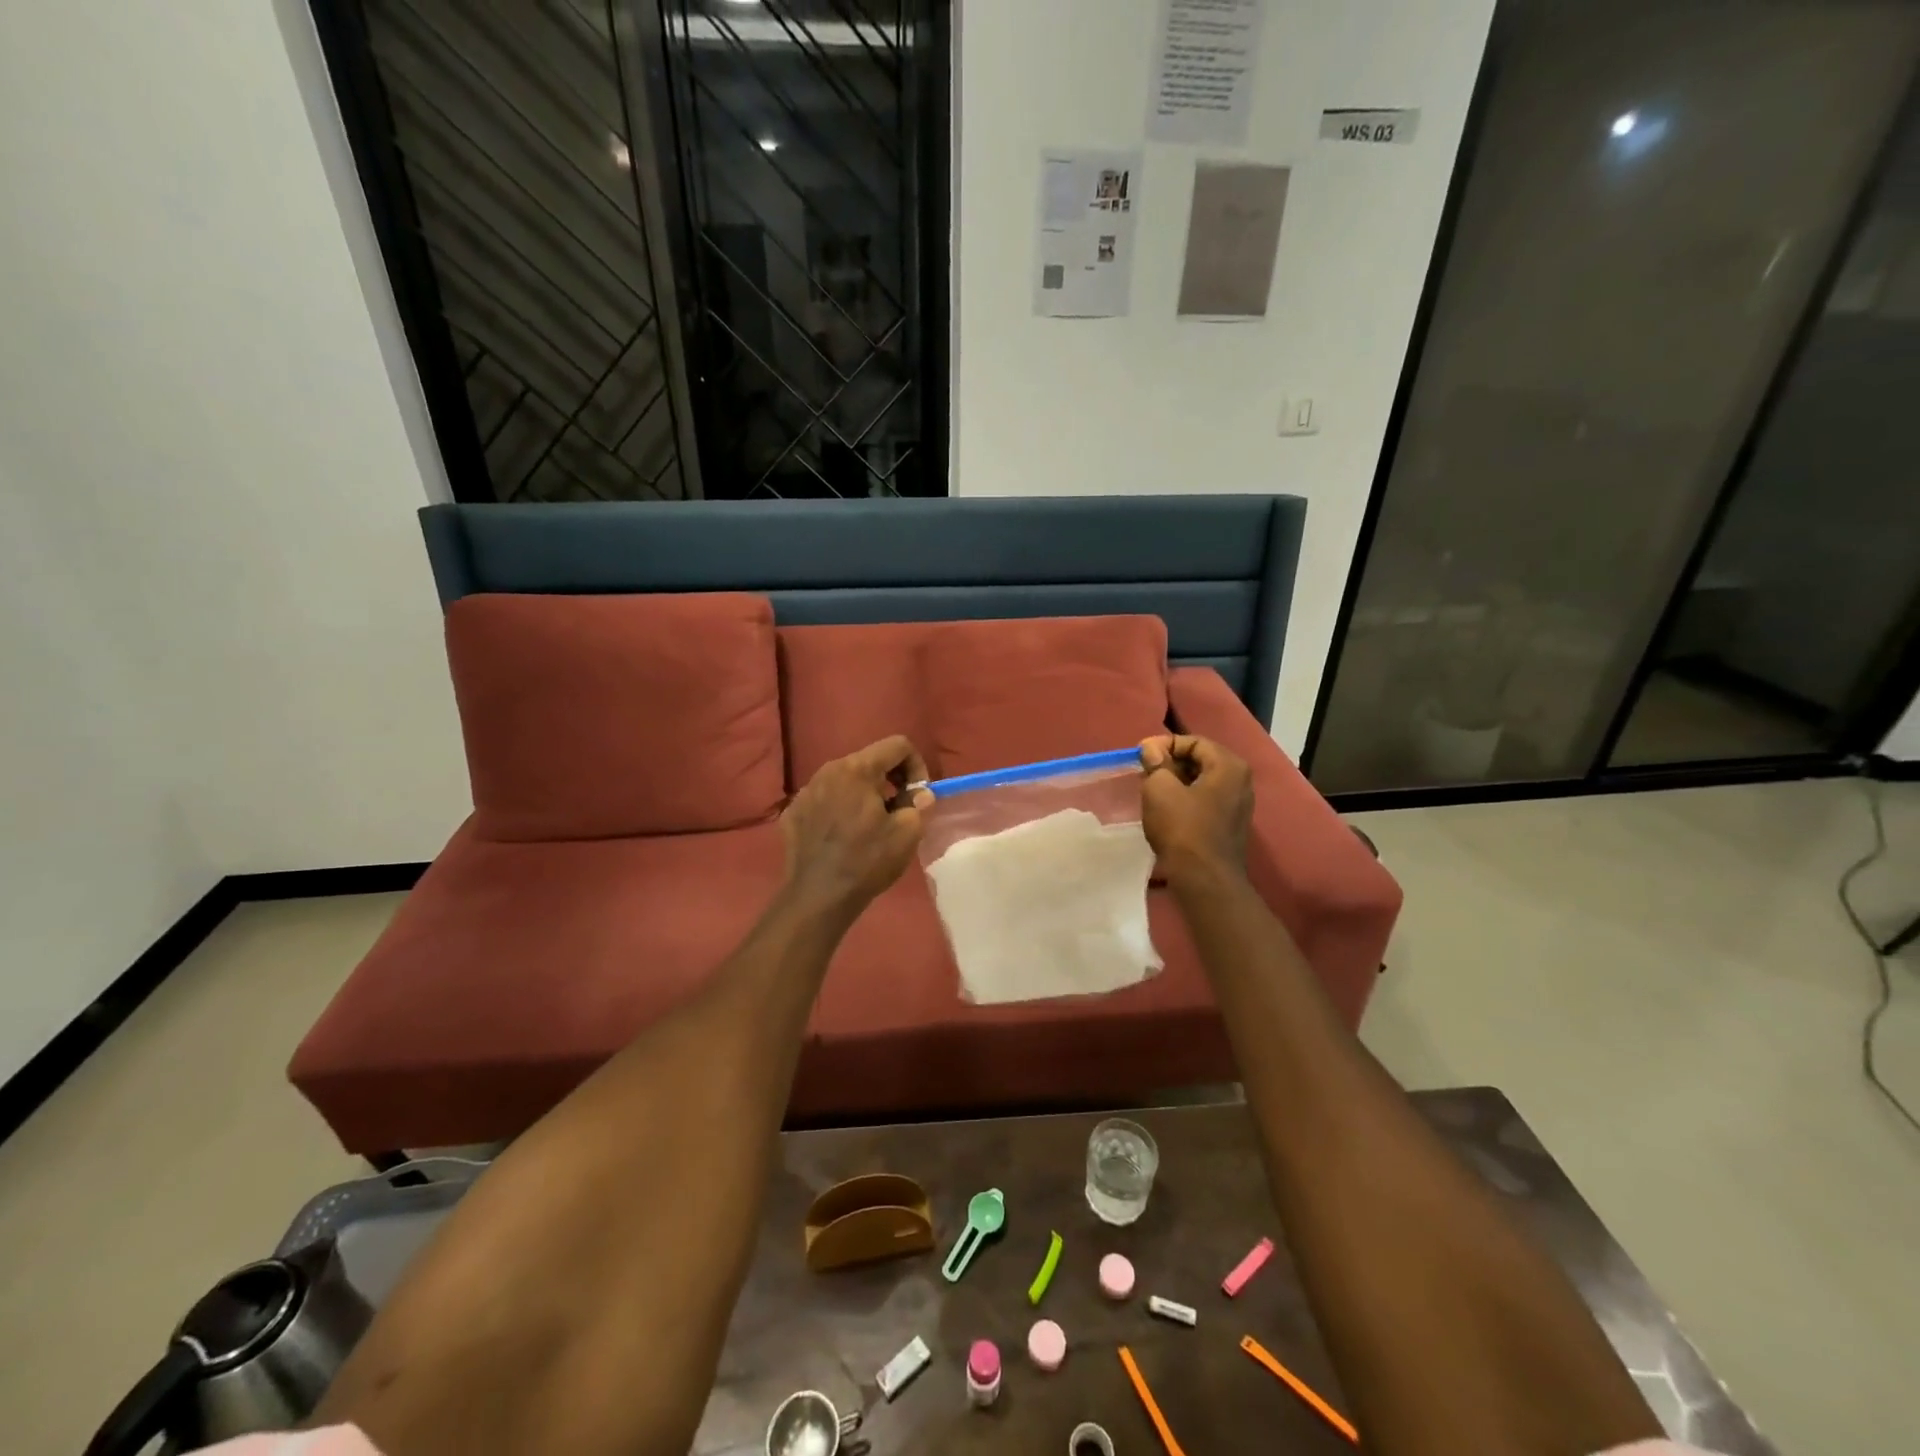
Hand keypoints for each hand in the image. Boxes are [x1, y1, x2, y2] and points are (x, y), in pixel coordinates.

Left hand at [780, 735, 931, 921]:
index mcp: (857, 768)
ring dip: (864, 794)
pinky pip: (825, 799)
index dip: (917, 766)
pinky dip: (840, 809)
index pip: (898, 745)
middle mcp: (828, 770)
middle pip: (869, 760)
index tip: (918, 796)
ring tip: (871, 825)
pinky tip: (843, 836)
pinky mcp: (794, 811)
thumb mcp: (907, 833)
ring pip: (845, 780)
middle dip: (890, 779)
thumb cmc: (867, 861)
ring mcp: (806, 790)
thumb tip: (919, 794)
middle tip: (899, 810)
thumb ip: (919, 804)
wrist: (818, 896)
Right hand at [1139, 734, 1252, 884]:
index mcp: (1229, 766)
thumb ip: (1156, 763)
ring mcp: (1239, 805)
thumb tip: (1151, 749)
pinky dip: (1185, 800)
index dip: (1164, 744)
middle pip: (1200, 760)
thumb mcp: (1160, 788)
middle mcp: (1241, 781)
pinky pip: (1205, 801)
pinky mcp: (1230, 826)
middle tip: (1144, 772)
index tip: (1140, 756)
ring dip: (1175, 782)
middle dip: (1170, 763)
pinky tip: (1165, 811)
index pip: (1193, 741)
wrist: (1204, 880)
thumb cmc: (1182, 828)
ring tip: (1151, 791)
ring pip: (1202, 782)